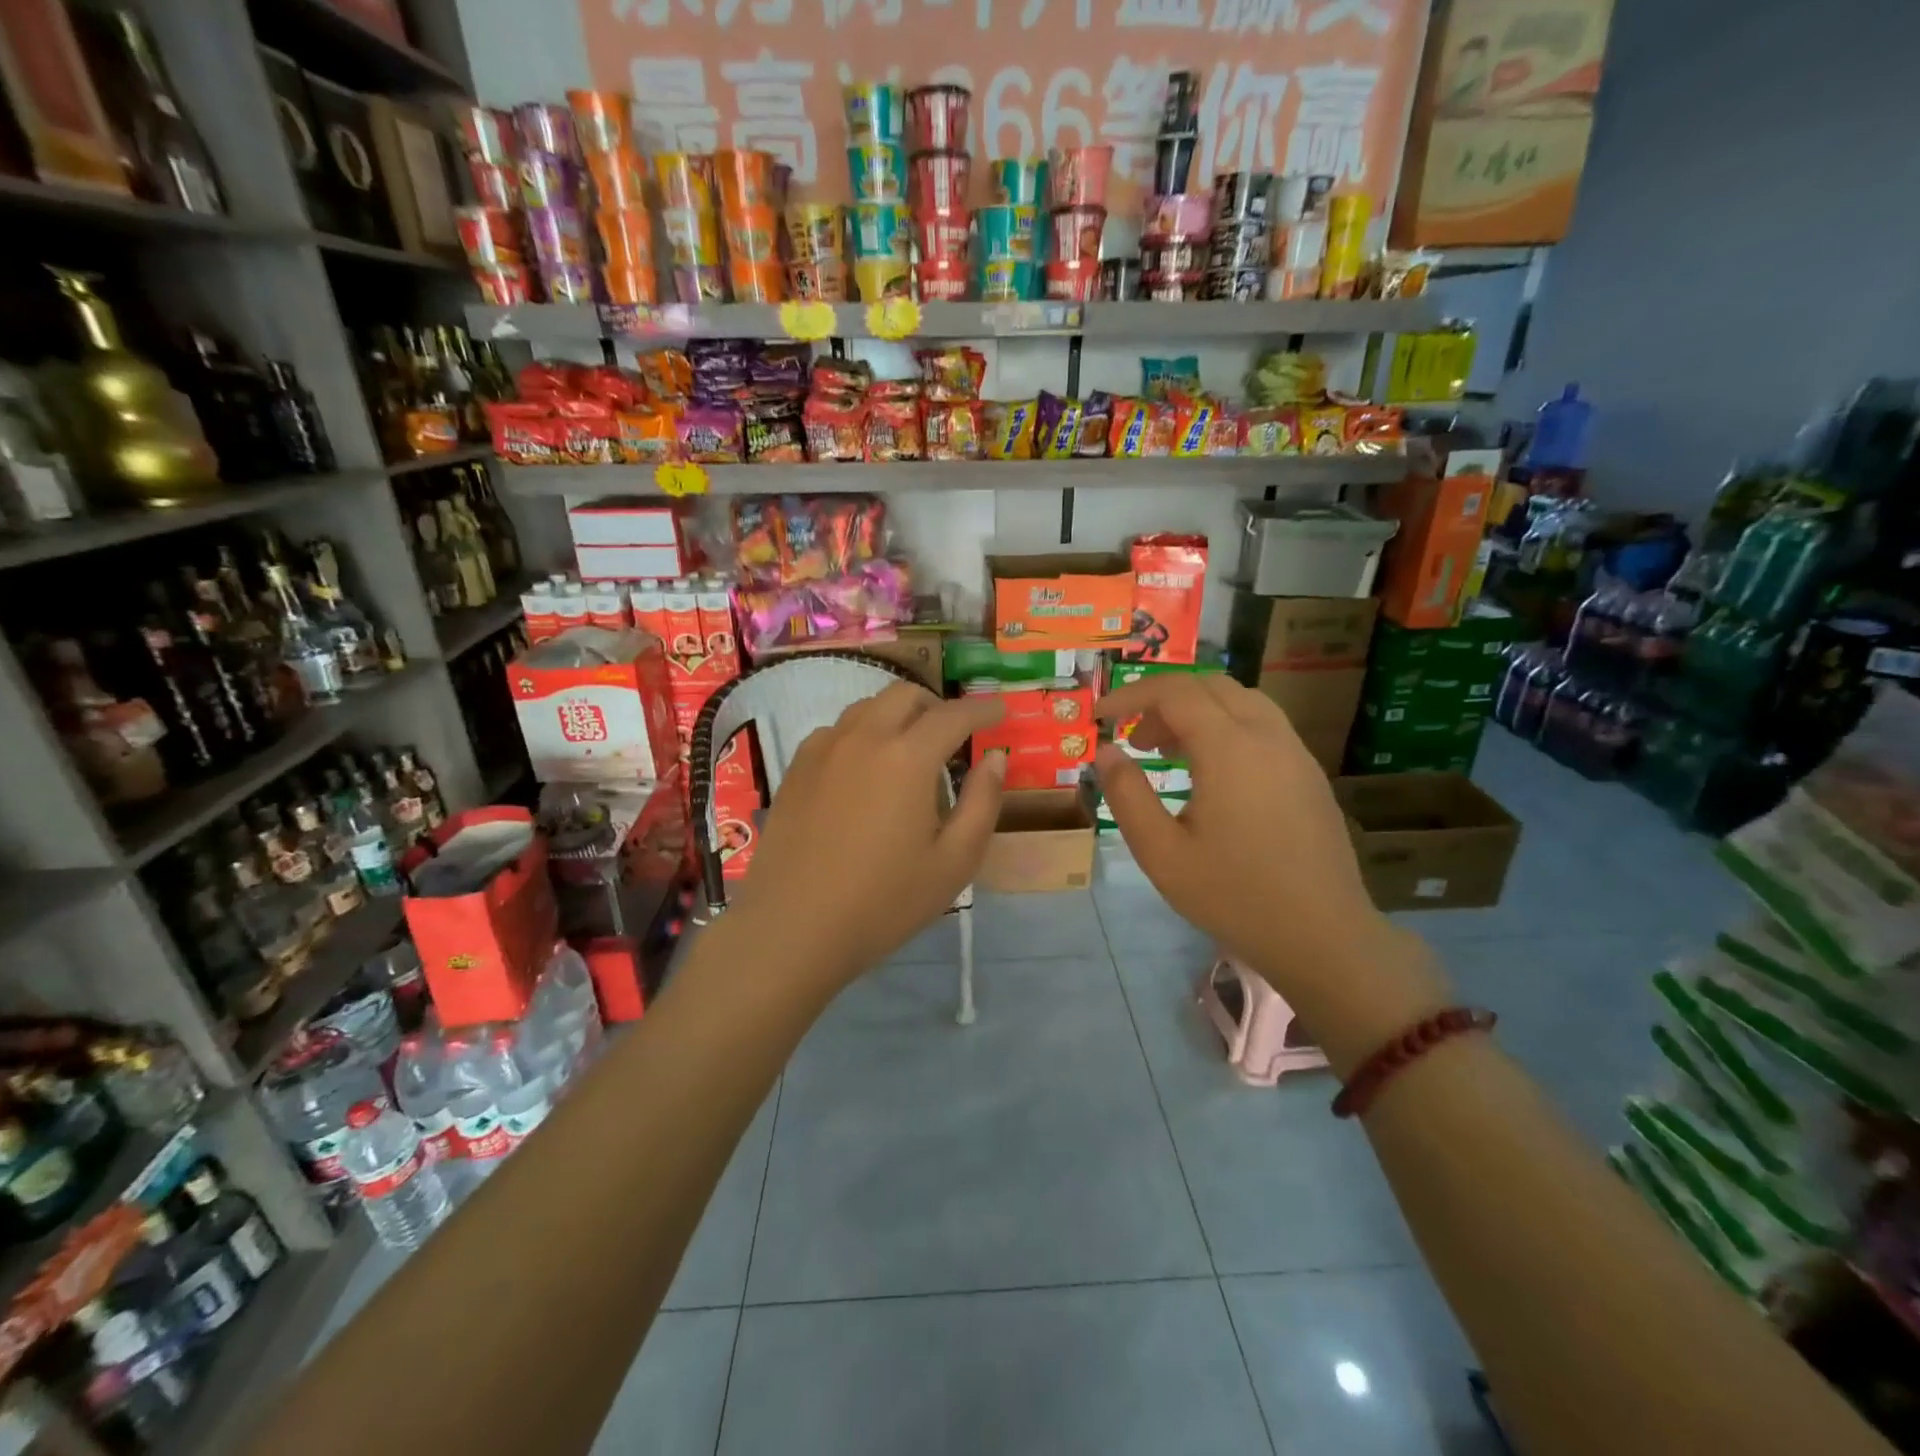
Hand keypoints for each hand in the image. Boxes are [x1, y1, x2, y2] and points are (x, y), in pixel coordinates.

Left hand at [726, 684, 1006, 993]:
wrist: (793, 927)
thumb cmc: (884, 901)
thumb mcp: (954, 861)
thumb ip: (982, 802)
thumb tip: (994, 759)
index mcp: (908, 757)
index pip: (953, 715)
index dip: (982, 709)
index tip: (999, 713)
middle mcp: (864, 738)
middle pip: (905, 695)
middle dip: (937, 705)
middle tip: (954, 736)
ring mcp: (823, 749)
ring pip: (867, 708)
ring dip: (897, 716)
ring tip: (910, 752)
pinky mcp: (796, 768)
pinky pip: (836, 731)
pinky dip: (862, 734)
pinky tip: (864, 771)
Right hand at [1094, 675, 1445, 1067]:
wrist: (1323, 936)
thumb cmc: (1234, 896)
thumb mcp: (1161, 852)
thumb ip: (1127, 795)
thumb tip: (1107, 752)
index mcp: (1230, 748)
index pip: (1174, 692)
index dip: (1130, 695)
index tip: (1100, 717)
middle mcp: (1267, 736)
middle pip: (1210, 685)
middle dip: (1163, 700)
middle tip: (1135, 738)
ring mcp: (1295, 753)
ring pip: (1241, 702)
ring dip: (1197, 712)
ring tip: (1167, 753)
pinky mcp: (1309, 774)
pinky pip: (1262, 727)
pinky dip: (1226, 728)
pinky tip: (1211, 774)